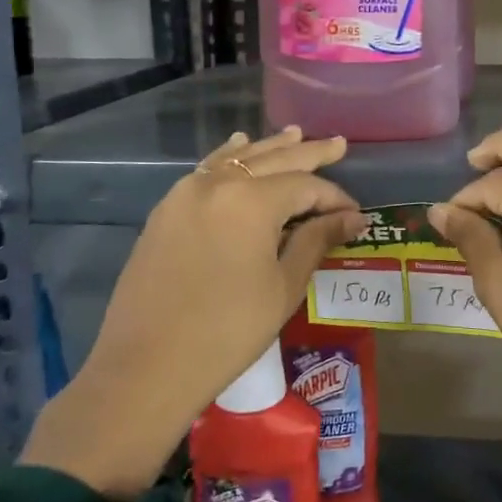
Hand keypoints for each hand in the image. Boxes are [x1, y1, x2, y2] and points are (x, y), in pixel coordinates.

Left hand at [22, 127, 364, 499]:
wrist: (146, 367)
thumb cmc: (228, 331)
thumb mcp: (283, 286)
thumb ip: (316, 240)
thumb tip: (352, 217)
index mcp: (251, 200)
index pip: (305, 185)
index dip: (334, 197)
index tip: (355, 214)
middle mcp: (217, 183)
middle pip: (272, 159)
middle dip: (309, 153)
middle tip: (339, 143)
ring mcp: (185, 193)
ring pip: (236, 158)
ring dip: (269, 148)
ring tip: (296, 134)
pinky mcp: (165, 211)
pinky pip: (206, 171)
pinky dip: (229, 157)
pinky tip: (238, 146)